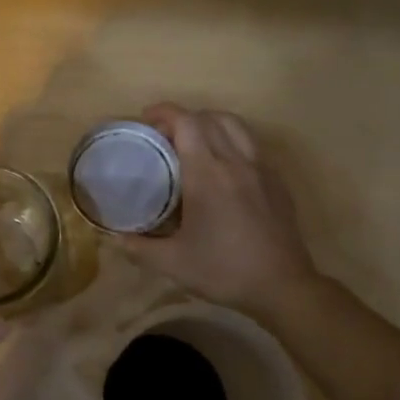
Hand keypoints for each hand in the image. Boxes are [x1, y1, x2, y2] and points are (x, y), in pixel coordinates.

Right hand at [123, 103, 321, 313]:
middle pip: (209, 118)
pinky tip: (223, 167)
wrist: (283, 287)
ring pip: (235, 125)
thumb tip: (116, 238)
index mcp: (208, 174)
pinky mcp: (277, 181)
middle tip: (164, 135)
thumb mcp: (173, 264)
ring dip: (210, 123)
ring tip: (193, 141)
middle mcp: (236, 162)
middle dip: (183, 118)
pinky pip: (251, 146)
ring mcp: (261, 169)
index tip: (146, 119)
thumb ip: (139, 248)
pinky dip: (231, 141)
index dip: (164, 112)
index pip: (186, 122)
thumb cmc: (225, 270)